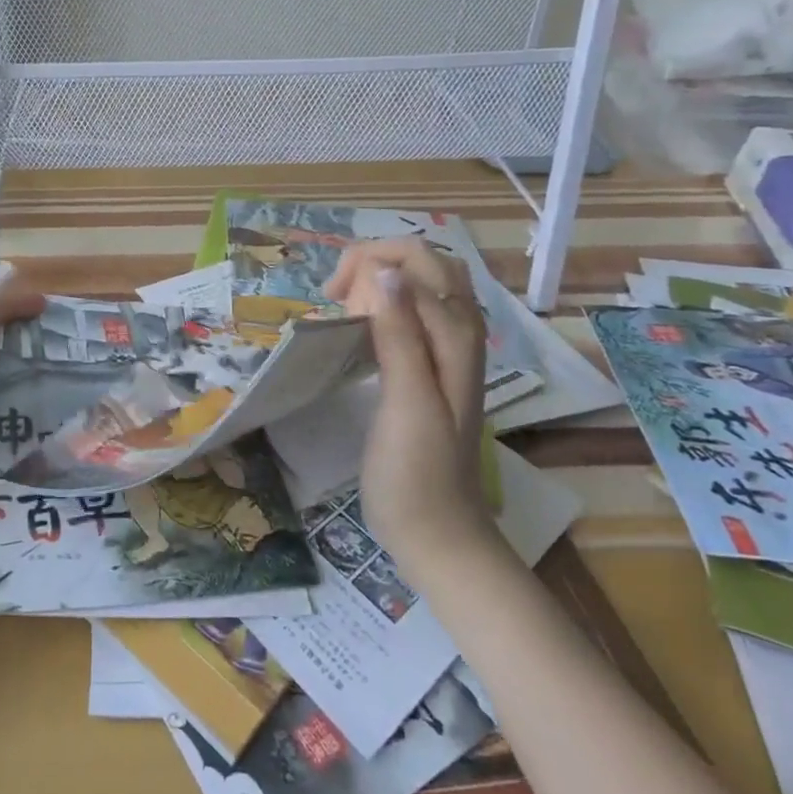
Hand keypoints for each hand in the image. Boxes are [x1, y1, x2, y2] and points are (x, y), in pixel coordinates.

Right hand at [325, 239, 495, 568]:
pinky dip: (381, 305)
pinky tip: (357, 329)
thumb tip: (383, 270)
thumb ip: (400, 334)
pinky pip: (409, 313)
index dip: (370, 263)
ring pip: (418, 285)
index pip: (418, 260)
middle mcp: (458, 331)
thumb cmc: (417, 473)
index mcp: (456, 334)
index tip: (334, 300)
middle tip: (337, 299)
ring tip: (344, 310)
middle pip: (423, 263)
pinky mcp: (430, 367)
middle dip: (374, 263)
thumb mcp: (407, 402)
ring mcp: (447, 349)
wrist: (438, 533)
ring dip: (377, 282)